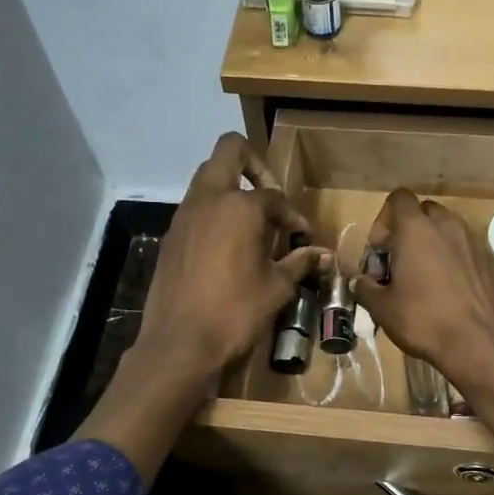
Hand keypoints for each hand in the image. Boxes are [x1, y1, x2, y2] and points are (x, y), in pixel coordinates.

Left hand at [139, 133, 325, 380]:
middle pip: (230, 151)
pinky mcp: (170, 236)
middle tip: (270, 198)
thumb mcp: (276, 288)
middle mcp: (208, 199)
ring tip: (251, 227)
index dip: (293, 216)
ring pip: (208, 178)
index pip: (274, 196)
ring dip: (232, 190)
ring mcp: (184, 215)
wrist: (179, 343)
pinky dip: (214, 215)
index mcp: (240, 206)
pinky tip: (227, 249)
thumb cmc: (234, 312)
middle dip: (255, 164)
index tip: (302, 238)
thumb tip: (323, 255)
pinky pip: (195, 209)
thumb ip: (299, 263)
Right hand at [351, 190, 493, 384]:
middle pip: (425, 212)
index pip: (399, 198)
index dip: (385, 219)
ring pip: (450, 231)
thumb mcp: (382, 309)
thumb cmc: (423, 321)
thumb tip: (359, 282)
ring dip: (435, 245)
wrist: (479, 344)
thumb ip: (365, 288)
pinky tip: (453, 292)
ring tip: (428, 278)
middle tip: (402, 262)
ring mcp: (475, 242)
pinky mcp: (493, 262)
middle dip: (411, 231)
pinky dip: (458, 262)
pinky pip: (469, 251)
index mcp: (417, 230)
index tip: (381, 249)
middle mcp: (448, 226)